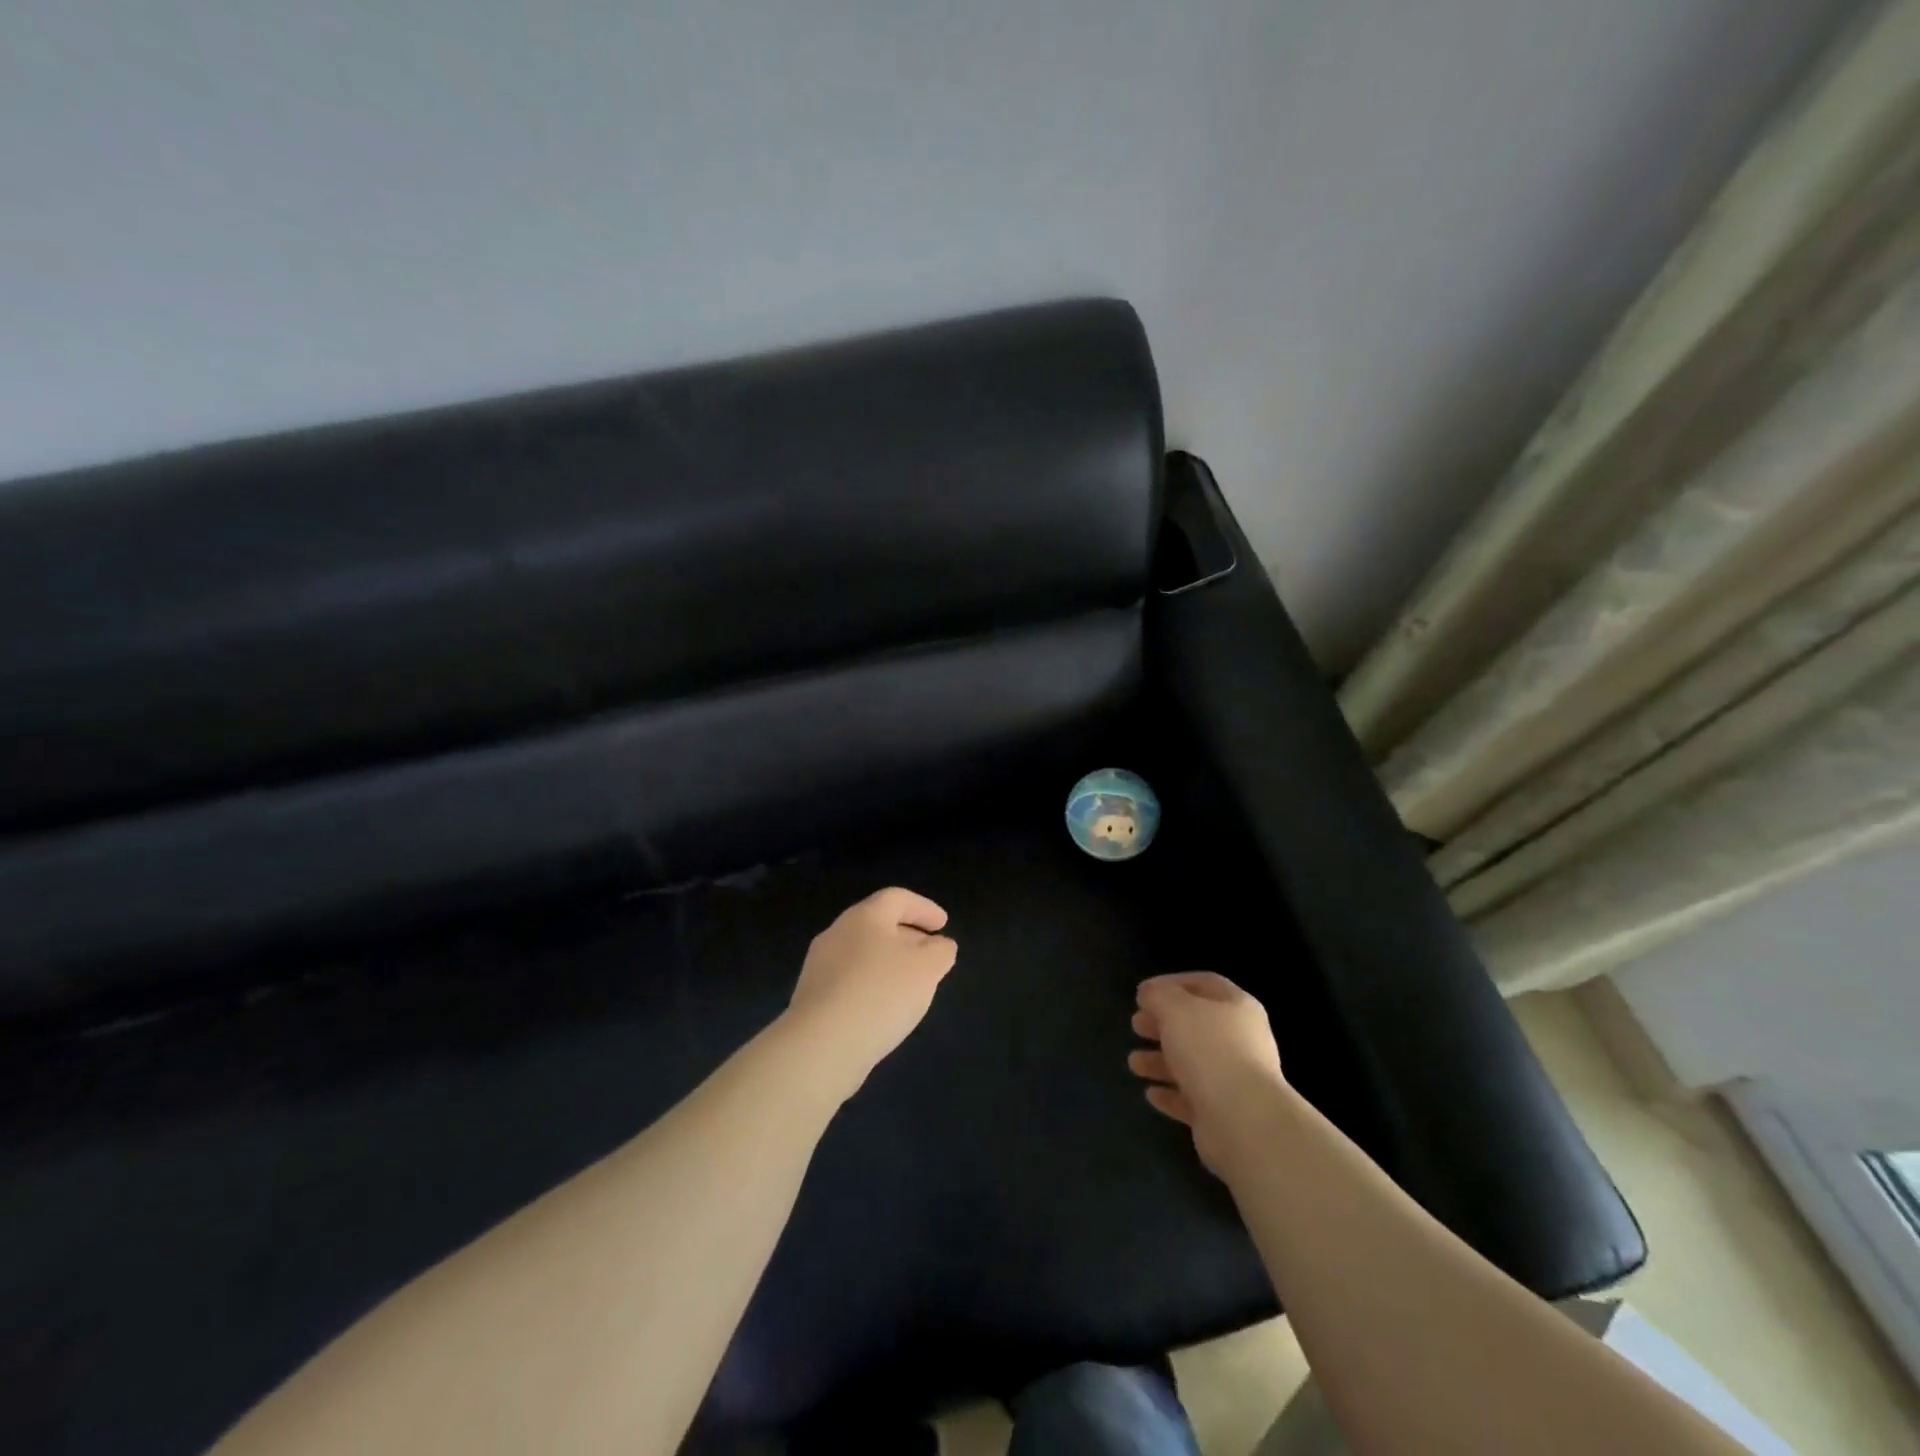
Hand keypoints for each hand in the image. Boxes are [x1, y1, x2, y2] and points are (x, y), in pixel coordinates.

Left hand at [782, 887, 957, 1101]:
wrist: (821, 1045)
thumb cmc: (880, 993)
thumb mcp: (927, 968)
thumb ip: (940, 951)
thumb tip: (940, 946)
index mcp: (864, 916)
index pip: (897, 898)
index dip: (924, 908)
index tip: (943, 925)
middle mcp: (837, 933)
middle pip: (877, 925)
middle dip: (908, 936)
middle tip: (930, 954)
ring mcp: (819, 966)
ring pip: (862, 954)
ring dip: (889, 963)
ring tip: (911, 984)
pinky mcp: (812, 998)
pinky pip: (849, 981)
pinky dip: (872, 985)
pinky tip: (884, 1009)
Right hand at [1128, 972, 1286, 1175]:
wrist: (1244, 1121)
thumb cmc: (1209, 1050)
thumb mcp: (1175, 1009)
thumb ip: (1158, 995)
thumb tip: (1150, 994)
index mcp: (1237, 1007)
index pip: (1204, 983)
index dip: (1172, 983)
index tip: (1142, 993)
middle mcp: (1241, 1040)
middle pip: (1196, 1024)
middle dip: (1162, 1024)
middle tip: (1135, 1025)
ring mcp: (1235, 1079)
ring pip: (1192, 1063)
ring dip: (1160, 1061)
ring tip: (1134, 1063)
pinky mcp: (1225, 1113)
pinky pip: (1193, 1097)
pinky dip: (1171, 1093)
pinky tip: (1151, 1093)